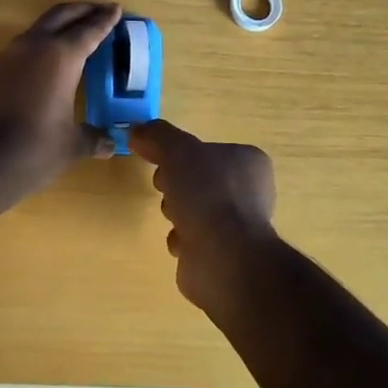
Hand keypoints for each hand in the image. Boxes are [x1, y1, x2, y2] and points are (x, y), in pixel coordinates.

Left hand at [0, 2, 121, 194]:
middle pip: (59, 16)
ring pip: (35, 31)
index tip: (116, 8)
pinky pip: (17, 53)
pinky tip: (40, 68)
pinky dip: (35, 51)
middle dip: (81, 10)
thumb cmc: (35, 149)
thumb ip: (92, 138)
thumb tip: (109, 144)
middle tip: (98, 9)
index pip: (89, 30)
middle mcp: (32, 47)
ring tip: (70, 37)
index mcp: (61, 57)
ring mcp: (4, 58)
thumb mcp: (72, 145)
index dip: (105, 20)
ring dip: (55, 29)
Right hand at [127, 120, 277, 314]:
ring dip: (177, 212)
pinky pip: (196, 239)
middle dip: (176, 184)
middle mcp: (251, 192)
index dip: (181, 154)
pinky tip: (182, 242)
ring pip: (196, 209)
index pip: (208, 150)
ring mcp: (240, 225)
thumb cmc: (206, 194)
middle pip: (199, 179)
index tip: (161, 161)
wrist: (222, 257)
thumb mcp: (177, 150)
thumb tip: (136, 130)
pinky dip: (184, 239)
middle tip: (164, 187)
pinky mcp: (227, 254)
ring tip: (174, 218)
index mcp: (249, 161)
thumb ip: (156, 136)